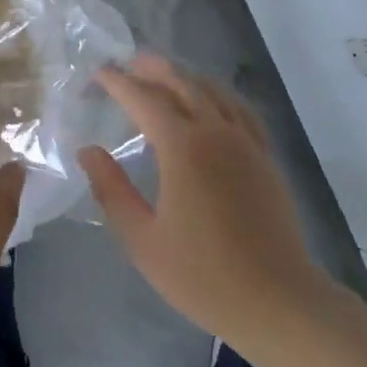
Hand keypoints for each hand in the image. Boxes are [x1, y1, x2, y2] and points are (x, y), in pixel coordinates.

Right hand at [79, 54, 326, 352]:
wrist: (279, 302)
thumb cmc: (204, 276)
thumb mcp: (143, 240)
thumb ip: (112, 190)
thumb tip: (88, 151)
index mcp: (182, 146)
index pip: (144, 99)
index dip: (118, 83)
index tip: (98, 74)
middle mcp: (215, 131)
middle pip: (181, 83)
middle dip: (152, 69)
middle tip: (128, 64)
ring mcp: (246, 141)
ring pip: (212, 90)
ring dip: (185, 76)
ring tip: (165, 75)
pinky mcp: (265, 157)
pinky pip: (238, 109)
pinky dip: (218, 94)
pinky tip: (213, 102)